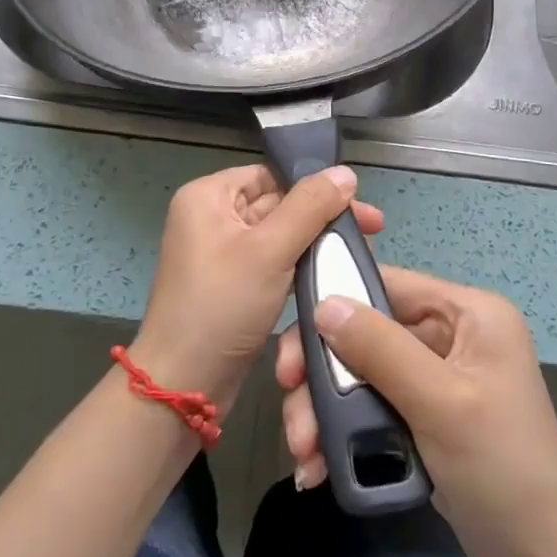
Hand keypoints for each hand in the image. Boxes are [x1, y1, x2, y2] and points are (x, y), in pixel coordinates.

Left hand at [131, 164, 382, 410]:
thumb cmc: (222, 305)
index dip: (313, 185)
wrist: (184, 384)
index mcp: (207, 197)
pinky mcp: (232, 285)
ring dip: (314, 243)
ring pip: (278, 236)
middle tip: (372, 229)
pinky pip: (271, 263)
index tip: (358, 203)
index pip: (269, 175)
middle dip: (320, 217)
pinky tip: (331, 273)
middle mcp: (210, 217)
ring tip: (358, 251)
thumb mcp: (269, 250)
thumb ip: (309, 207)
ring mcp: (220, 253)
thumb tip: (345, 172)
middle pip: (276, 203)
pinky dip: (298, 267)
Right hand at [276, 265, 556, 556]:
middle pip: (367, 331)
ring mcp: (438, 376)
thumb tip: (322, 303)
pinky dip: (345, 430)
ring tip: (302, 451)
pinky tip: (318, 464)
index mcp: (469, 313)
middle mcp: (453, 333)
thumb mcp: (440, 402)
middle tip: (289, 402)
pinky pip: (373, 405)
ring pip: (363, 371)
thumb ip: (380, 348)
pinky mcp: (426, 414)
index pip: (387, 284)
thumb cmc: (502, 469)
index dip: (334, 304)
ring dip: (326, 407)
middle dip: (324, 371)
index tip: (291, 344)